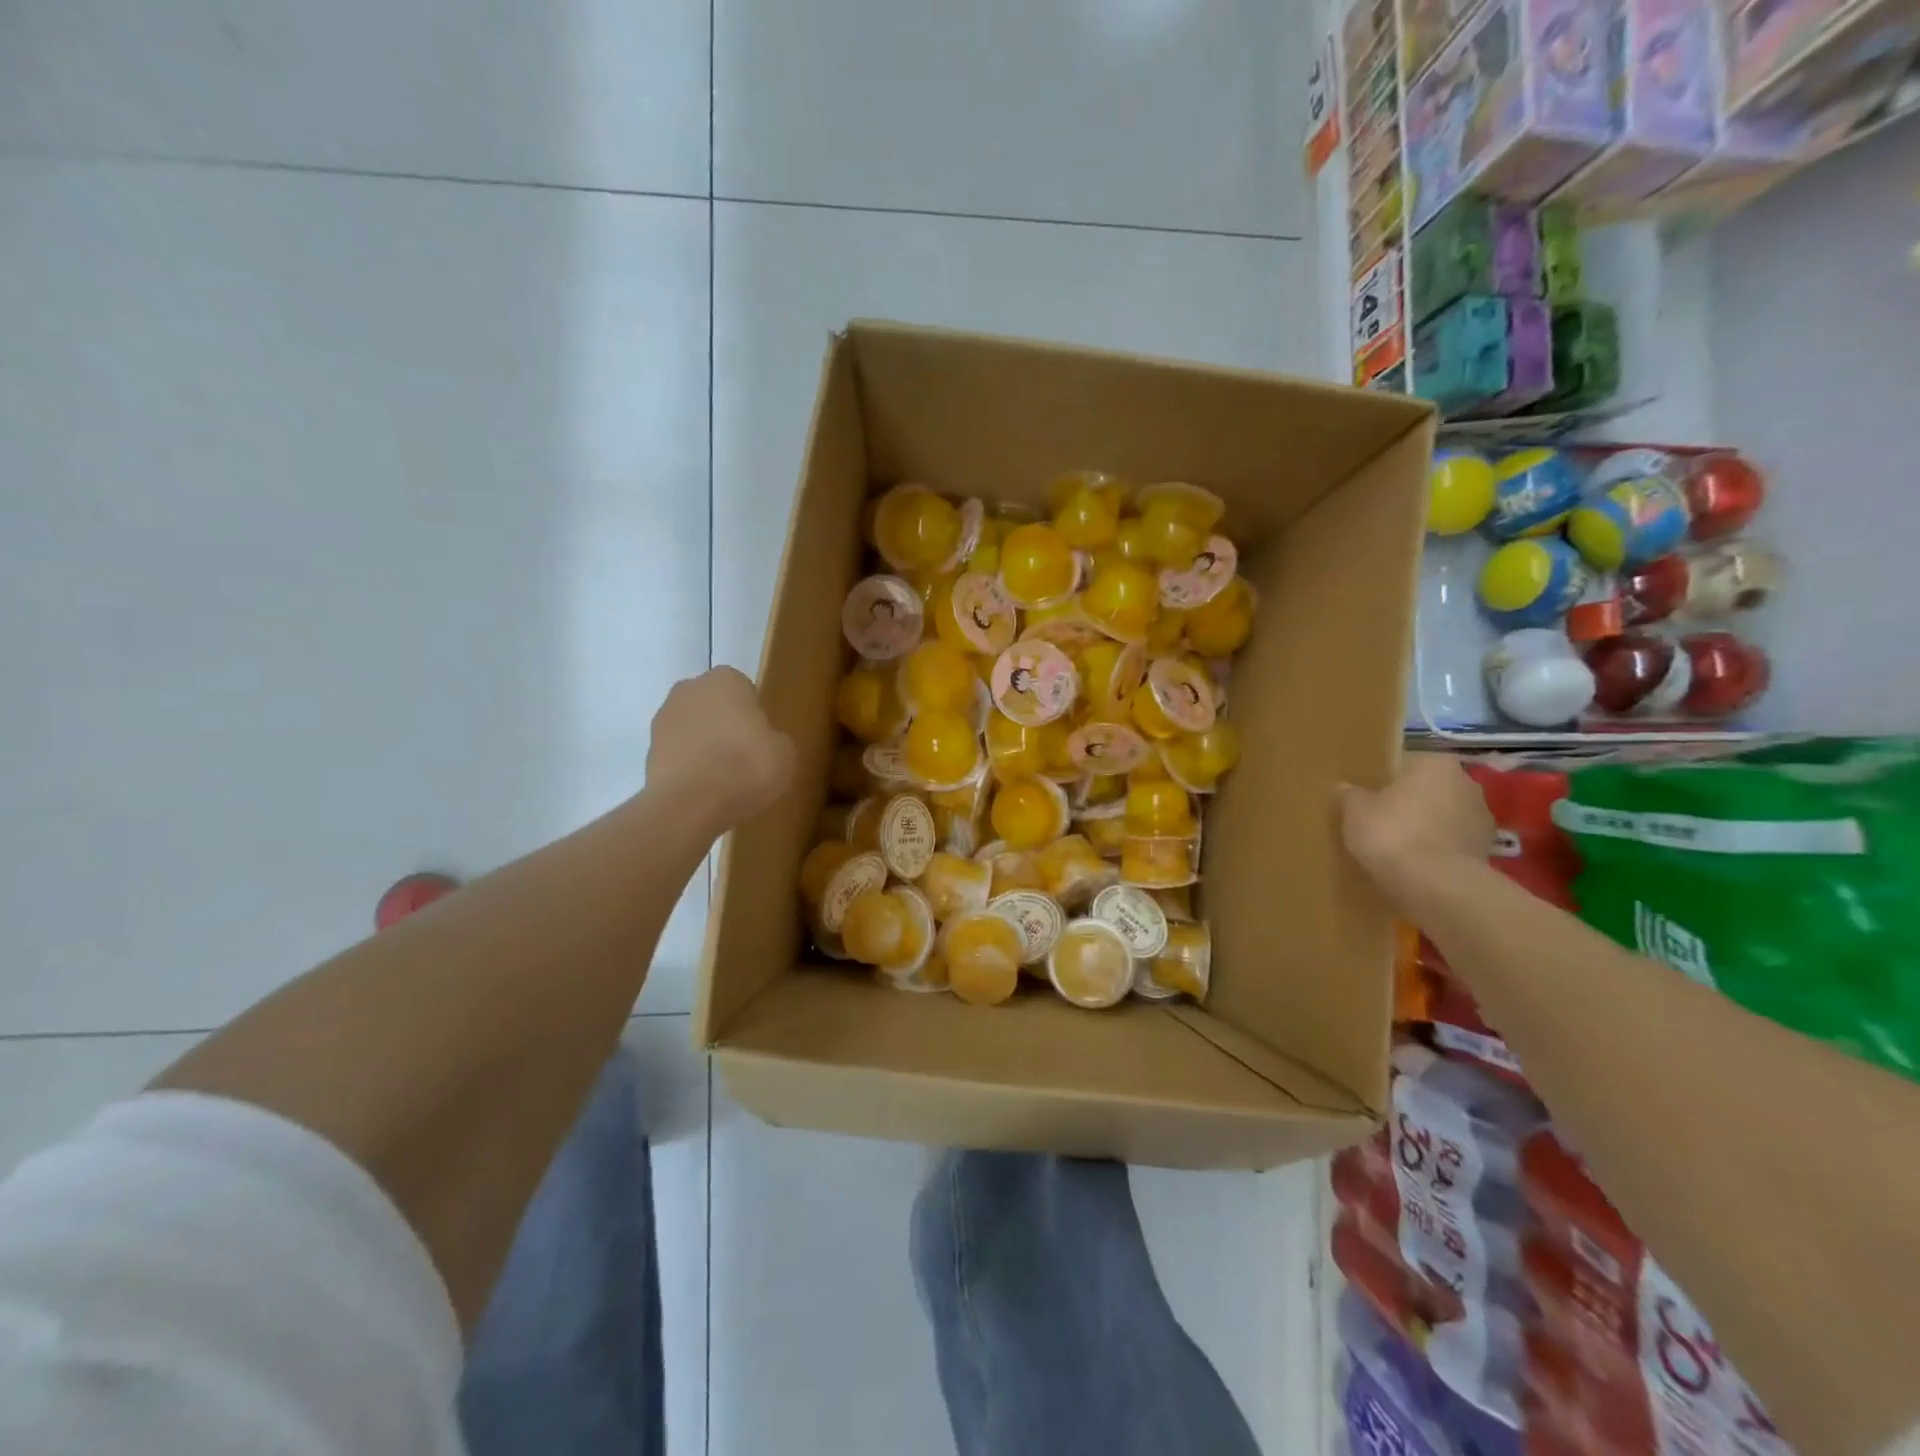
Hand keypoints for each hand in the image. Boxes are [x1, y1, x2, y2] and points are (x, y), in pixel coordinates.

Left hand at [646, 667, 794, 832]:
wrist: (691, 803)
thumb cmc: (746, 766)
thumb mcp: (784, 753)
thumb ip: (774, 738)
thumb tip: (764, 742)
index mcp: (726, 679)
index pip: (744, 690)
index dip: (753, 715)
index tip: (760, 740)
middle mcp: (690, 689)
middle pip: (713, 705)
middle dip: (725, 724)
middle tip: (743, 756)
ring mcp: (663, 718)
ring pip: (693, 727)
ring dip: (704, 744)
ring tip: (722, 778)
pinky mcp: (648, 749)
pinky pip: (678, 752)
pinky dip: (689, 764)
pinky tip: (703, 788)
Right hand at [1339, 754, 1492, 899]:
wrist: (1436, 884)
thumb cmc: (1392, 832)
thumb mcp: (1355, 810)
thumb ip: (1351, 795)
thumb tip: (1346, 788)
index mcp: (1436, 764)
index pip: (1407, 765)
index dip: (1386, 782)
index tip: (1370, 799)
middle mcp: (1467, 783)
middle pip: (1429, 790)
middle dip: (1410, 804)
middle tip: (1380, 821)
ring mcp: (1482, 819)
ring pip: (1444, 818)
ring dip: (1427, 828)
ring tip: (1397, 848)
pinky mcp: (1487, 851)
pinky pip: (1452, 844)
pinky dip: (1438, 851)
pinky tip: (1415, 866)